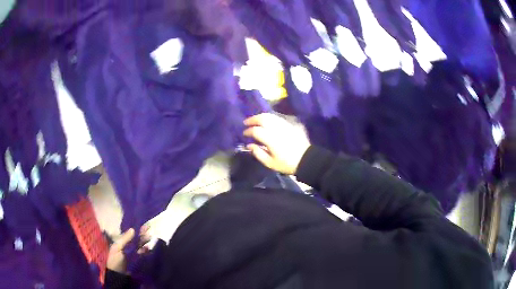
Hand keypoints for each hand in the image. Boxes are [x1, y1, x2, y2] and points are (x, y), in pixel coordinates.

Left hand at [106, 226, 150, 273]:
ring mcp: (133, 254)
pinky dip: (146, 251)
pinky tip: (149, 249)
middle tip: (149, 228)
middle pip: (136, 239)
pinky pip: (143, 254)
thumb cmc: (115, 260)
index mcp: (122, 243)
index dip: (136, 229)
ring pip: (140, 246)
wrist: (118, 275)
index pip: (130, 234)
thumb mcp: (118, 248)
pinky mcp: (138, 261)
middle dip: (142, 234)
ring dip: (145, 242)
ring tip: (150, 238)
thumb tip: (133, 229)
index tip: (142, 224)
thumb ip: (125, 239)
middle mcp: (128, 247)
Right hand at [243, 113, 310, 174]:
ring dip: (261, 117)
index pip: (256, 131)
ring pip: (270, 116)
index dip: (248, 131)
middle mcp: (277, 129)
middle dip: (253, 119)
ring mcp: (284, 125)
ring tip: (255, 120)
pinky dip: (269, 118)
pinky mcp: (290, 125)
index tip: (244, 134)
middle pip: (263, 118)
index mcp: (271, 139)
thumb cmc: (287, 164)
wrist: (306, 160)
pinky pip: (277, 118)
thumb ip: (258, 153)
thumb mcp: (270, 163)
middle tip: (246, 122)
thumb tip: (249, 145)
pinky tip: (267, 122)